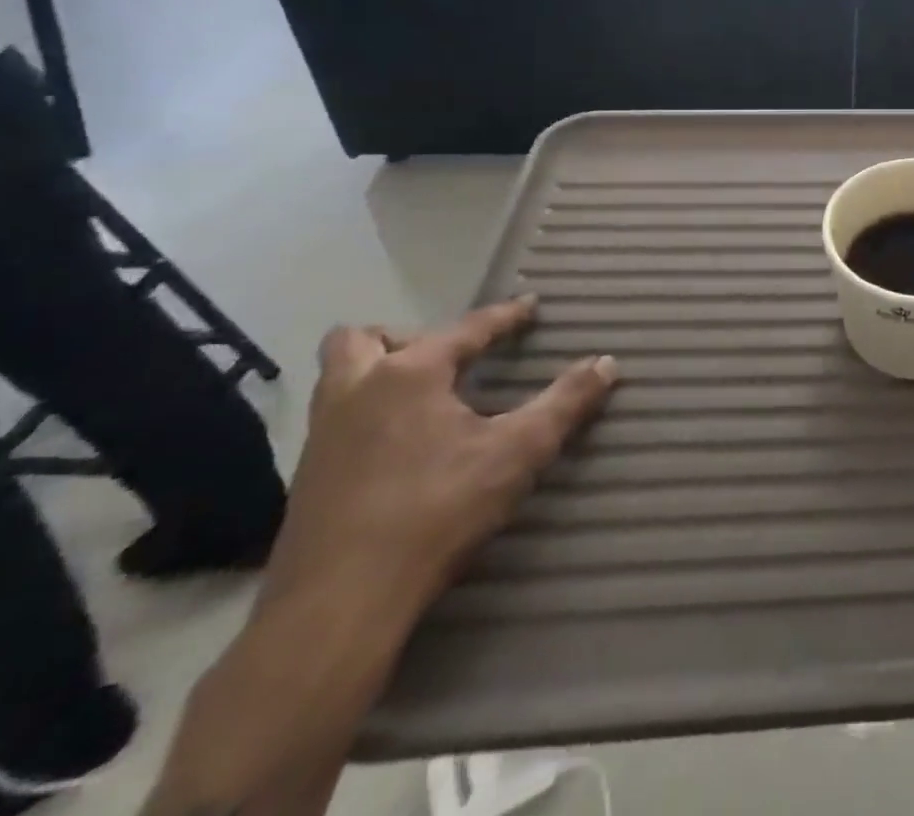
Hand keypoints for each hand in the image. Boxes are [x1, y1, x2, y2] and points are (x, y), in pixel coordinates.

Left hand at [263, 296, 618, 618]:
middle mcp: (356, 392)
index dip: (504, 316)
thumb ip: (565, 402)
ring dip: (377, 373)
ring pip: (337, 378)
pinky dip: (368, 413)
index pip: (466, 328)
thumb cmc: (435, 512)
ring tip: (425, 396)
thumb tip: (607, 363)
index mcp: (408, 375)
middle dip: (406, 337)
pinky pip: (336, 419)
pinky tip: (401, 445)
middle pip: (364, 338)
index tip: (530, 305)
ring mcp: (323, 436)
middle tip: (448, 360)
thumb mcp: (518, 452)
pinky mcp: (306, 479)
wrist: (337, 608)